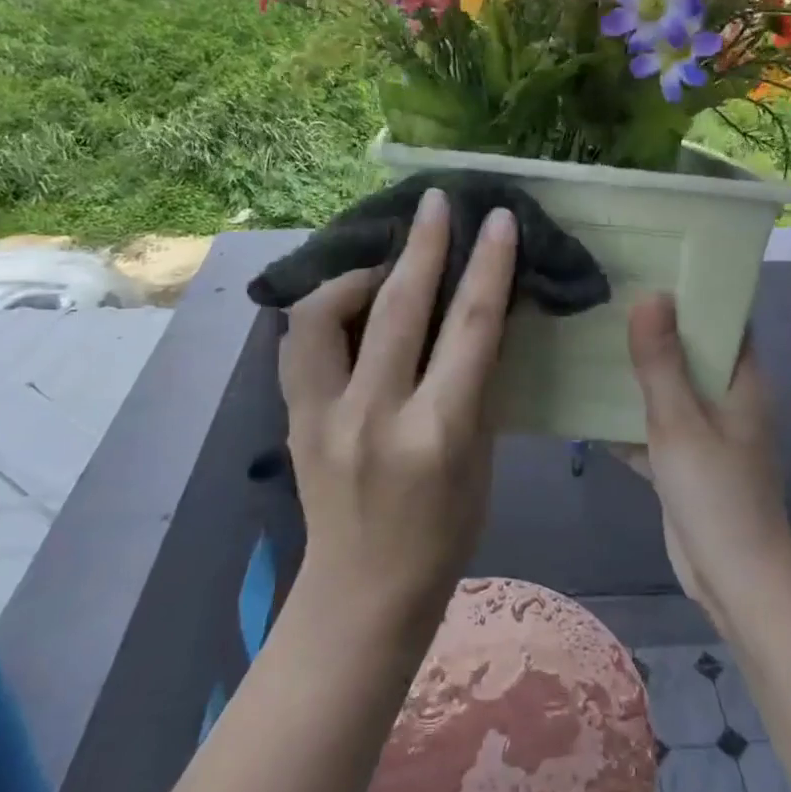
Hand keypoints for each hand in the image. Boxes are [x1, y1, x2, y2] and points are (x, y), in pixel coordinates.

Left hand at [277, 188, 517, 628]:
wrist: (363, 591)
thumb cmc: (444, 532)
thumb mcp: (480, 457)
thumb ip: (478, 382)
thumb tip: (483, 313)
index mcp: (437, 433)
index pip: (470, 328)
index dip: (488, 266)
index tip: (499, 220)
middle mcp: (374, 416)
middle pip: (399, 307)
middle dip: (424, 244)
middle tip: (437, 200)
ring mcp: (322, 415)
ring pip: (326, 312)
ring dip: (359, 271)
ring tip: (385, 257)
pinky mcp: (292, 416)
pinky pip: (300, 339)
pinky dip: (324, 306)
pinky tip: (347, 298)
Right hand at [618, 294, 790, 625]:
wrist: (734, 579)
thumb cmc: (716, 494)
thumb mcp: (681, 423)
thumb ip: (662, 362)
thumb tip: (651, 295)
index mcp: (742, 381)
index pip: (725, 319)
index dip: (695, 291)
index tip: (653, 264)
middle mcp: (727, 399)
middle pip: (691, 350)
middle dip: (654, 327)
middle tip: (606, 296)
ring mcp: (706, 431)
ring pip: (669, 389)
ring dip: (637, 371)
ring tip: (590, 337)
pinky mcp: (685, 461)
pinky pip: (654, 425)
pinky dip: (628, 416)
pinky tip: (586, 402)